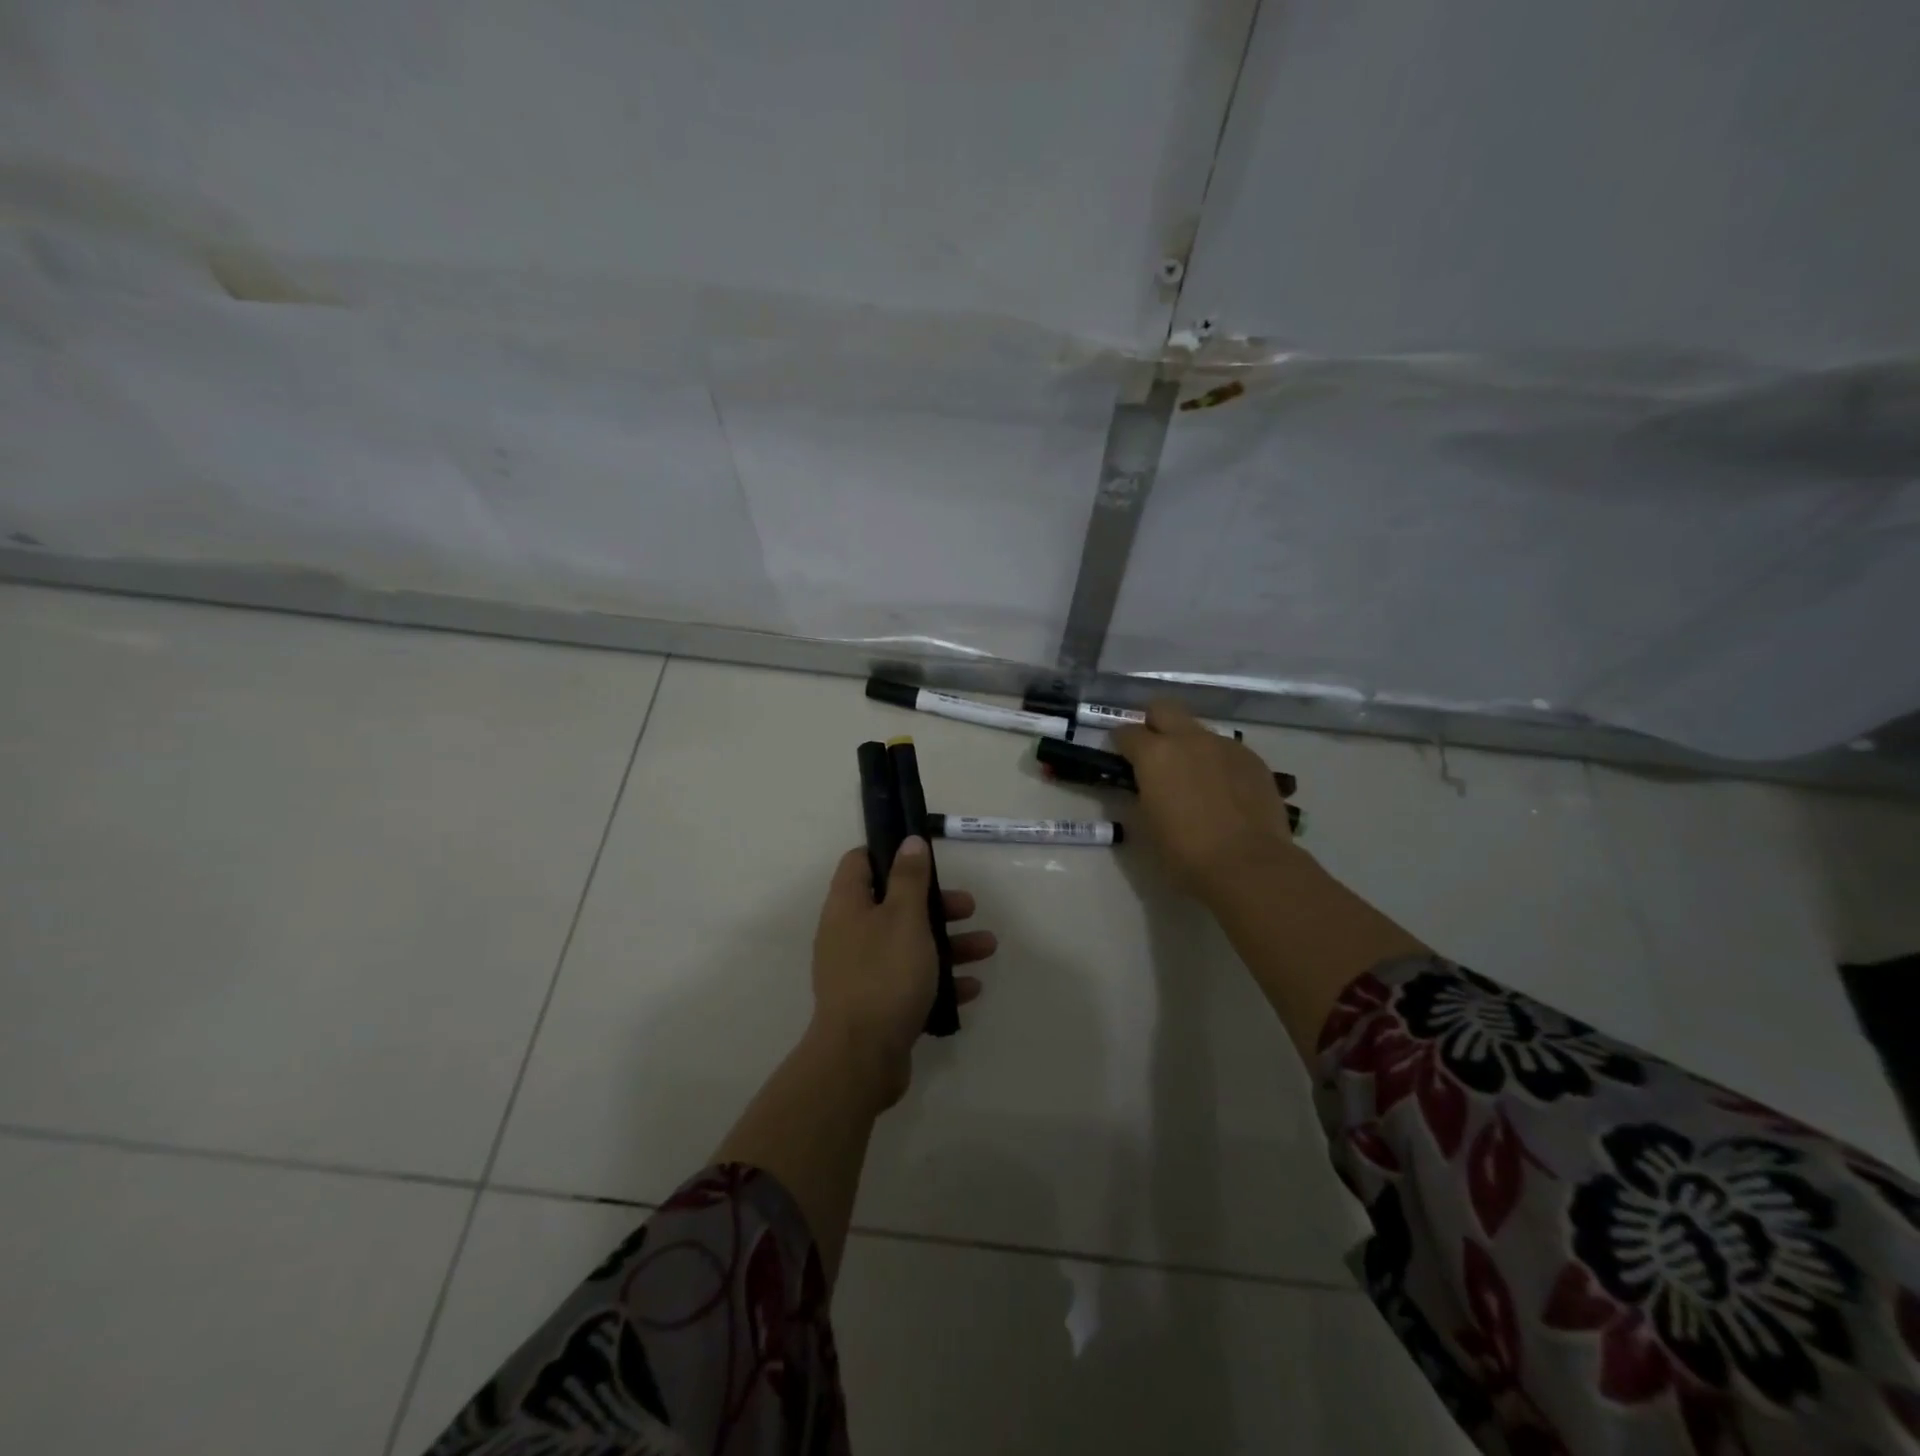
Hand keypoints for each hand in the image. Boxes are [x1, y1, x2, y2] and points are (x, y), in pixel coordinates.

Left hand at [807, 838, 997, 1109]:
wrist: (861, 1058)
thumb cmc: (884, 975)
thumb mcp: (904, 918)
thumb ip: (909, 879)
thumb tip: (909, 842)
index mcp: (848, 906)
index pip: (860, 863)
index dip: (890, 853)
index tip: (924, 856)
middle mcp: (850, 934)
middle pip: (894, 905)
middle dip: (935, 904)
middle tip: (968, 907)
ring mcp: (862, 971)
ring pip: (909, 945)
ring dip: (948, 943)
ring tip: (987, 947)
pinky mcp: (876, 1004)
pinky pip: (911, 981)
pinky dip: (939, 980)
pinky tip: (971, 987)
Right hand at [1113, 699, 1298, 903]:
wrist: (1249, 864)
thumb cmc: (1185, 851)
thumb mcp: (1145, 825)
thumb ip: (1140, 795)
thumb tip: (1144, 786)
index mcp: (1155, 754)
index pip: (1126, 732)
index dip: (1120, 743)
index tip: (1121, 757)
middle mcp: (1189, 739)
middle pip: (1163, 709)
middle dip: (1153, 723)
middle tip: (1153, 751)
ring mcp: (1225, 746)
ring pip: (1199, 731)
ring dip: (1189, 745)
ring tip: (1194, 778)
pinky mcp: (1253, 759)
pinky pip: (1227, 751)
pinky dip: (1218, 763)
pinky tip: (1224, 791)